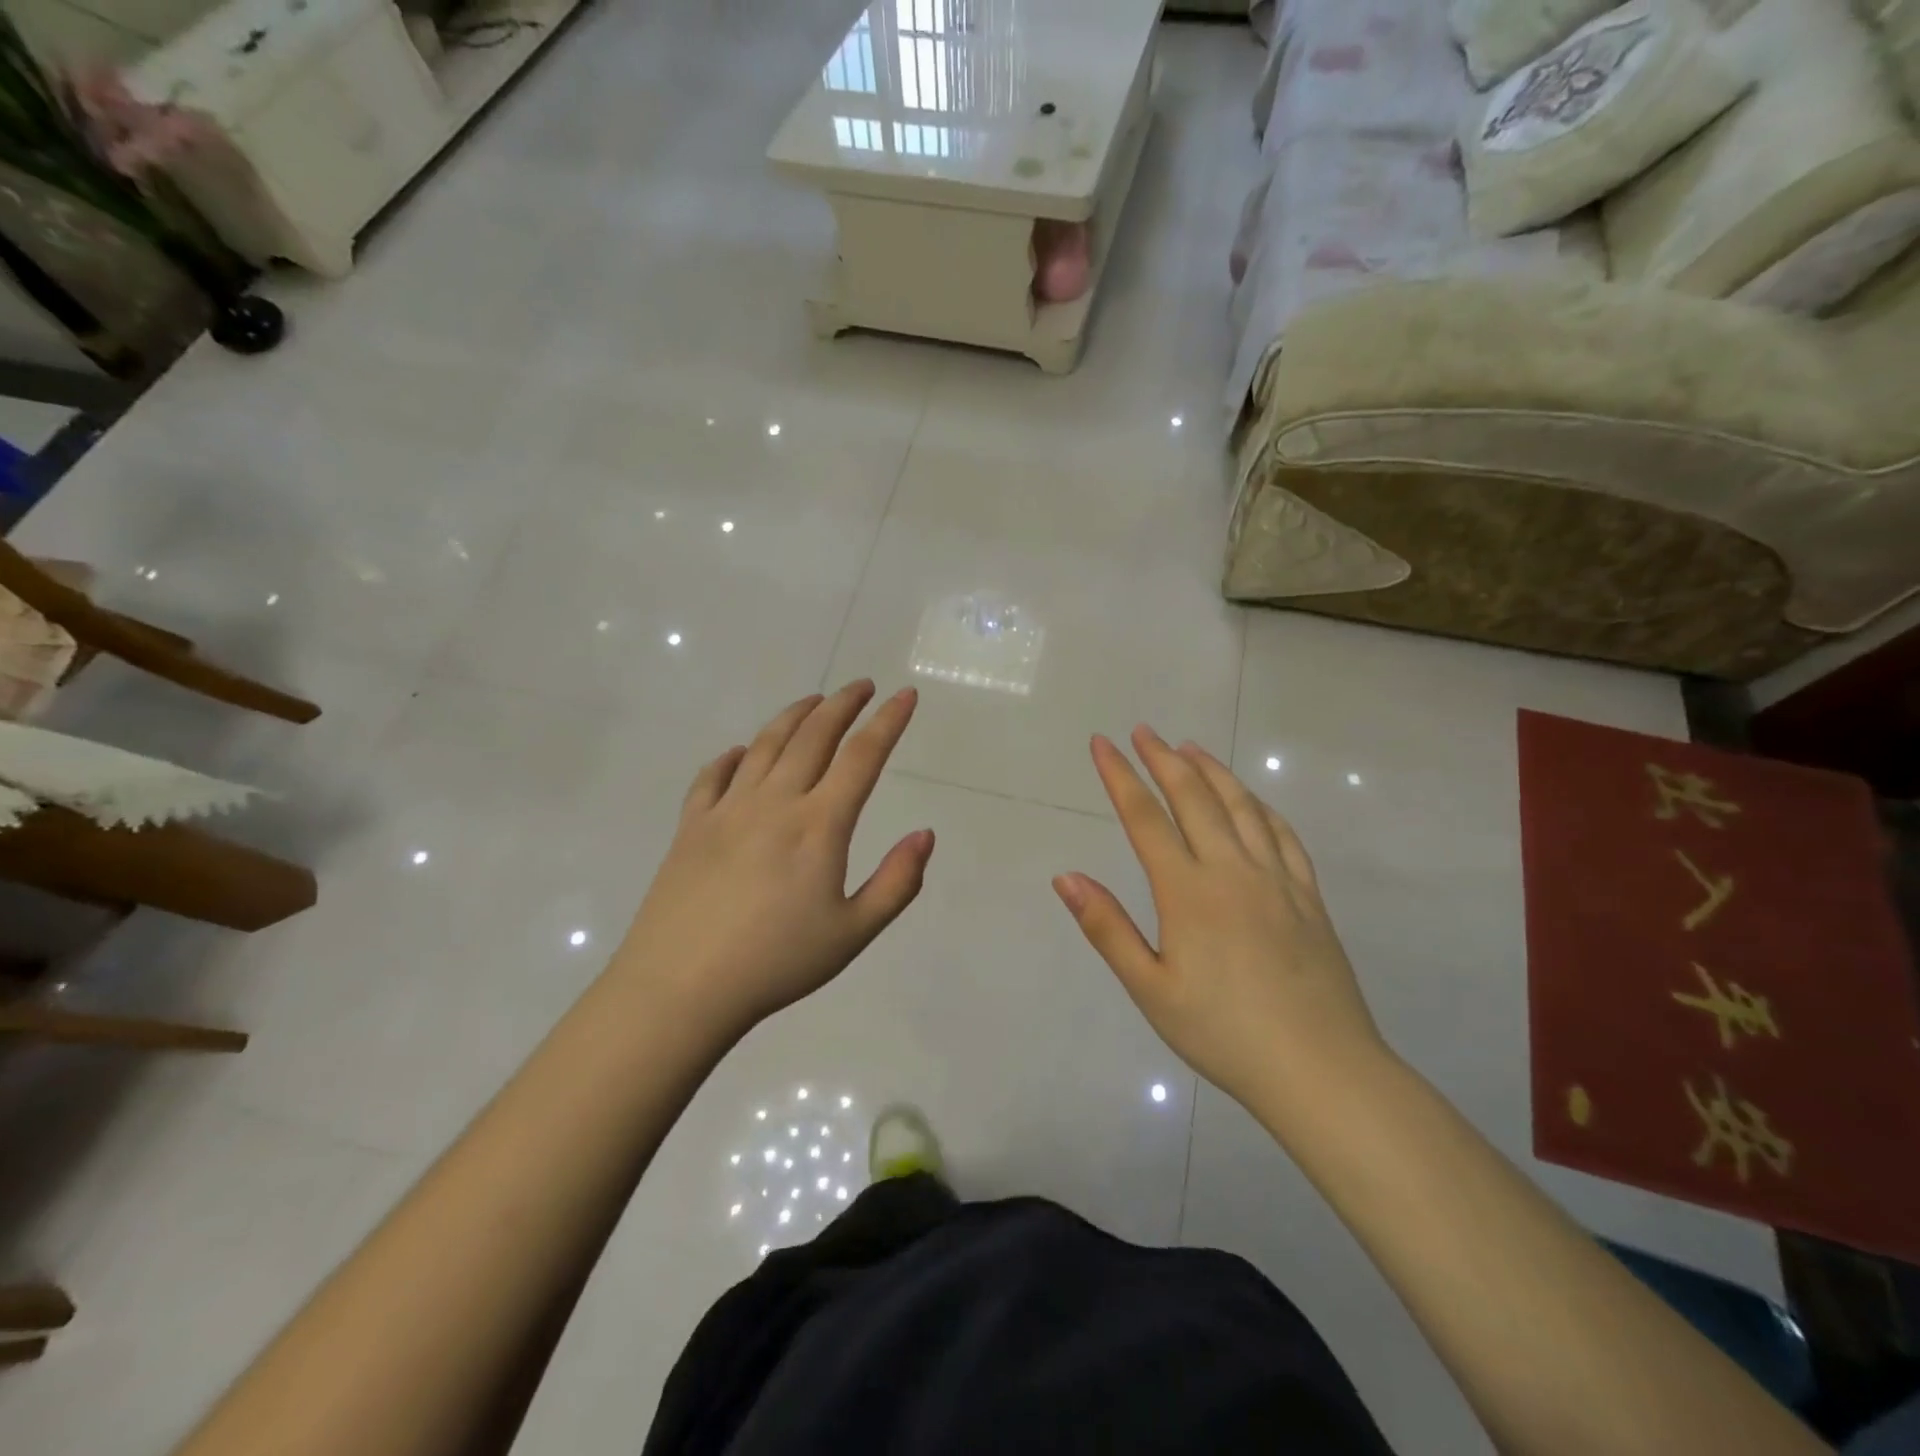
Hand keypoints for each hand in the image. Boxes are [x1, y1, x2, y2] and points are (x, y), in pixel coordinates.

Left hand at [613, 681, 933, 1038]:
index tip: (905, 696)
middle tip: (862, 687)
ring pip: (765, 744)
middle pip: (813, 736)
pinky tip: (740, 753)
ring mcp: (727, 809)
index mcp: (818, 825)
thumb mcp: (853, 933)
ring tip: (813, 702)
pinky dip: (732, 756)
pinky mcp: (690, 825)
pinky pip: (712, 776)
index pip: (862, 757)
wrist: (681, 987)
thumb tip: (925, 834)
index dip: (888, 722)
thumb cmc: (776, 963)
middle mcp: (774, 802)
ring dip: (794, 716)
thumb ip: (897, 882)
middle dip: (843, 704)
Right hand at [1053, 727, 1388, 1116]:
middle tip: (1144, 731)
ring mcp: (1278, 880)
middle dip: (1163, 759)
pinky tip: (1251, 801)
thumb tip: (1066, 877)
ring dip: (1212, 772)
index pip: (1146, 818)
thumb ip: (1107, 928)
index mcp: (1189, 892)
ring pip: (1242, 807)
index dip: (1120, 777)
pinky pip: (1283, 835)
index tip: (1101, 744)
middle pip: (1194, 799)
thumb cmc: (1223, 1033)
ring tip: (1190, 748)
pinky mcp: (1309, 897)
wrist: (1321, 1070)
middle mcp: (1233, 871)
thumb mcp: (1151, 989)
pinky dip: (1260, 806)